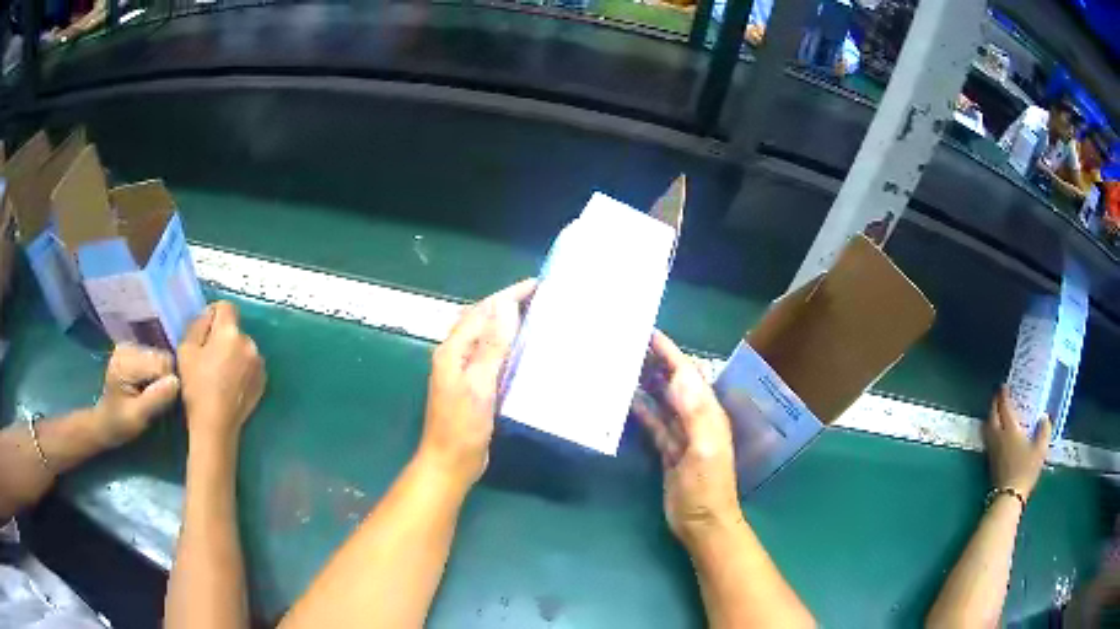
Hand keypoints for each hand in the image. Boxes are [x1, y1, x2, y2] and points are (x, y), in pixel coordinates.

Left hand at [93, 344, 180, 447]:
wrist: (105, 422)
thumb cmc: (121, 424)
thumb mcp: (139, 417)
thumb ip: (157, 398)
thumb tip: (176, 381)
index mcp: (125, 362)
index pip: (161, 364)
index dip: (167, 385)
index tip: (159, 403)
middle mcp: (127, 347)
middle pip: (161, 357)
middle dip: (163, 379)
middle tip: (154, 400)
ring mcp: (129, 346)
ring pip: (160, 356)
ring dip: (160, 376)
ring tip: (149, 393)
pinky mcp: (132, 349)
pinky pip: (154, 357)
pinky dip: (155, 372)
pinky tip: (146, 385)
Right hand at [178, 302, 266, 444]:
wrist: (215, 424)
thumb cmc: (196, 386)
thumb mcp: (186, 349)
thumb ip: (197, 325)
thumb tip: (208, 316)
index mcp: (230, 332)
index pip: (226, 307)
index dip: (213, 314)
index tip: (204, 331)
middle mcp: (249, 343)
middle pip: (234, 329)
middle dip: (222, 337)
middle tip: (208, 356)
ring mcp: (259, 363)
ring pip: (243, 348)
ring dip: (233, 353)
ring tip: (219, 373)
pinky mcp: (263, 381)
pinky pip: (250, 365)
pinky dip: (241, 369)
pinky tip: (230, 385)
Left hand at [419, 279, 534, 487]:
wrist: (449, 463)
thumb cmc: (463, 427)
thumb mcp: (480, 385)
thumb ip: (492, 347)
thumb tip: (504, 306)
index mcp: (452, 351)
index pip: (482, 312)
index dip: (507, 295)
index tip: (535, 284)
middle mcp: (454, 355)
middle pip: (480, 319)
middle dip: (506, 303)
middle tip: (538, 297)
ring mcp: (461, 370)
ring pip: (484, 336)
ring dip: (506, 322)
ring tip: (533, 316)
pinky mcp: (471, 385)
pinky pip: (489, 354)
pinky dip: (505, 345)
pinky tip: (522, 350)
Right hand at [632, 330, 740, 544]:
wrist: (702, 524)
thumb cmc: (706, 489)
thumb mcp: (704, 451)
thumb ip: (695, 414)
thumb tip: (680, 375)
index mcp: (708, 414)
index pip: (688, 375)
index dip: (671, 353)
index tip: (649, 333)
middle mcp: (697, 419)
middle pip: (676, 384)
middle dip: (657, 363)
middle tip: (629, 345)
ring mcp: (683, 436)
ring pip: (664, 402)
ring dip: (648, 384)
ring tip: (624, 367)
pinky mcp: (670, 451)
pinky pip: (655, 424)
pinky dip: (643, 411)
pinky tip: (628, 402)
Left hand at [984, 386, 1050, 499]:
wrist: (1008, 497)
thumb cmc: (1025, 470)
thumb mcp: (1040, 449)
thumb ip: (1044, 431)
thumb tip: (1045, 417)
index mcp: (1009, 430)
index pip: (1004, 408)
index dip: (1003, 395)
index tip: (1004, 386)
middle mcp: (998, 437)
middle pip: (992, 416)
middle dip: (994, 404)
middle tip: (998, 396)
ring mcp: (992, 450)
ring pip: (987, 428)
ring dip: (990, 417)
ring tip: (996, 412)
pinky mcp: (990, 462)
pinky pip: (988, 439)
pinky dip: (991, 430)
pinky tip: (997, 433)